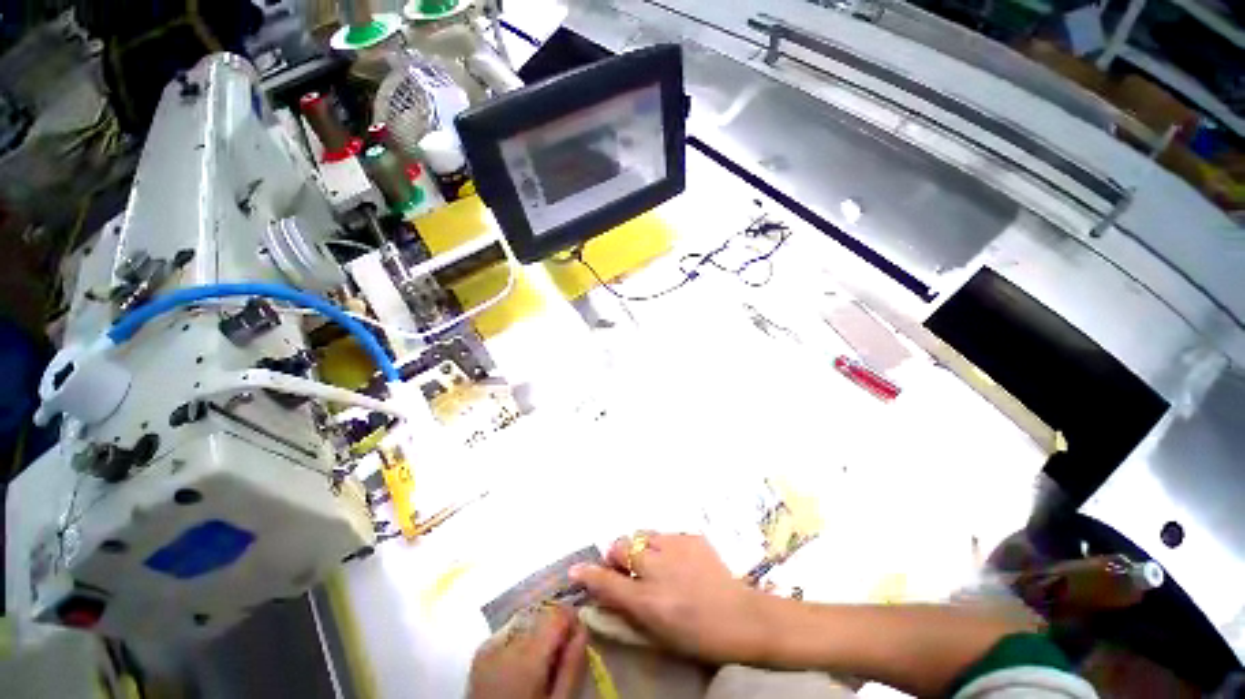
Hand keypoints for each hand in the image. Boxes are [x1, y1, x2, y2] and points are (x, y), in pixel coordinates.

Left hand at [468, 604, 587, 698]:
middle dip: (555, 628)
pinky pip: (510, 632)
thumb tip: (583, 629)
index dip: (572, 620)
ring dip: (539, 633)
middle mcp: (505, 642)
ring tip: (544, 661)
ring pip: (526, 621)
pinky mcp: (481, 653)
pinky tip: (525, 662)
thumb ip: (572, 666)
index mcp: (526, 656)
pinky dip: (523, 640)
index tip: (579, 636)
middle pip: (541, 616)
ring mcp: (489, 646)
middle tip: (563, 654)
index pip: (557, 614)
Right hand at [569, 533, 771, 664]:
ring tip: (652, 559)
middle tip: (626, 565)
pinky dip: (664, 545)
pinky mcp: (692, 537)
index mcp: (649, 600)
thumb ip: (629, 609)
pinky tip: (677, 559)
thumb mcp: (658, 632)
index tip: (575, 569)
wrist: (741, 618)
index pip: (608, 582)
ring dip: (640, 546)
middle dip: (617, 554)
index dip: (588, 574)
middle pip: (622, 546)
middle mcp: (658, 569)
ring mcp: (676, 548)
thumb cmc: (698, 636)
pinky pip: (666, 535)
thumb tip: (605, 594)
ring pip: (642, 535)